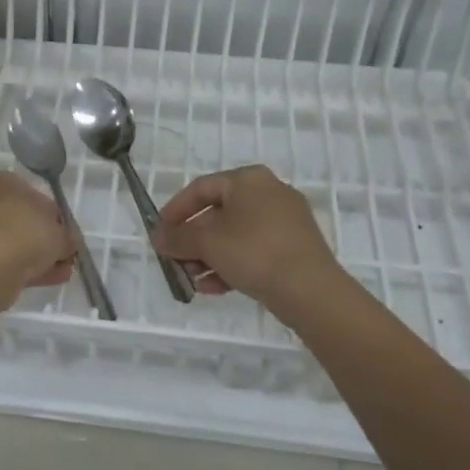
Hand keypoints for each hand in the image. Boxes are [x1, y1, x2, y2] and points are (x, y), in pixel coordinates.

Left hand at [0, 171, 77, 305]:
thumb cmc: (25, 235)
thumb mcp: (61, 233)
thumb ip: (69, 236)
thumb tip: (68, 241)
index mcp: (4, 182)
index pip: (37, 196)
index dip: (56, 218)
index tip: (68, 236)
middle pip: (24, 221)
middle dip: (46, 240)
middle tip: (65, 257)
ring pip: (14, 243)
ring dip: (38, 257)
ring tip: (60, 273)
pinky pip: (3, 259)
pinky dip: (23, 269)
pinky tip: (45, 281)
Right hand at [152, 165, 343, 310]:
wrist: (311, 290)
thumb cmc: (254, 252)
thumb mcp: (207, 243)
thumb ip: (177, 237)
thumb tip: (158, 237)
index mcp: (248, 179)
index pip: (200, 188)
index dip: (175, 210)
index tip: (159, 233)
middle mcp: (269, 192)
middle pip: (218, 213)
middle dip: (192, 240)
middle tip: (174, 260)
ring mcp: (285, 220)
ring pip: (235, 235)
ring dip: (208, 256)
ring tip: (192, 280)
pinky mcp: (294, 247)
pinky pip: (253, 250)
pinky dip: (231, 264)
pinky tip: (214, 288)